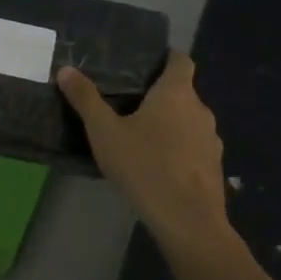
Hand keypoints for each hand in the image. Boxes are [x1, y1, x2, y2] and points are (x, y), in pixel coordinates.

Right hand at [58, 52, 230, 250]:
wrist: (188, 221)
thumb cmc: (145, 167)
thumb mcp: (105, 132)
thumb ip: (86, 99)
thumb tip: (66, 69)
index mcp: (176, 93)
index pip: (180, 60)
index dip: (165, 58)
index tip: (144, 63)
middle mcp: (200, 110)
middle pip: (181, 92)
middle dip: (159, 95)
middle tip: (128, 103)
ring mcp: (211, 139)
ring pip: (188, 121)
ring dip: (170, 124)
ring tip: (141, 136)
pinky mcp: (214, 166)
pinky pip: (194, 147)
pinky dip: (179, 149)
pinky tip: (157, 166)